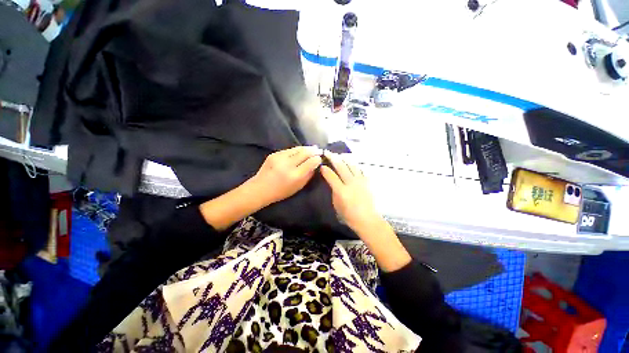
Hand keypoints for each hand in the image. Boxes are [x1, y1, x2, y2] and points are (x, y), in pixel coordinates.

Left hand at [251, 146, 322, 205]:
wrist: (260, 188)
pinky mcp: (274, 154)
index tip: (320, 158)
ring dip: (306, 148)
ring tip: (312, 148)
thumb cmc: (281, 191)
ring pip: (297, 149)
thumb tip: (315, 165)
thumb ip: (308, 175)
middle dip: (313, 150)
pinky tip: (301, 151)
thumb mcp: (298, 187)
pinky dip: (297, 150)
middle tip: (319, 150)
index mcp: (295, 175)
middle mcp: (288, 164)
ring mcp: (280, 157)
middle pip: (305, 152)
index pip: (310, 162)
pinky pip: (289, 150)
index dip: (317, 159)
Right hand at [320, 151, 380, 232]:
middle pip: (341, 166)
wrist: (367, 219)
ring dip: (344, 158)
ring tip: (339, 155)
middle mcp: (351, 183)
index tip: (322, 166)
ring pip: (351, 165)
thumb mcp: (336, 205)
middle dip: (333, 158)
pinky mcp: (367, 181)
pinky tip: (351, 162)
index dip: (325, 170)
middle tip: (328, 153)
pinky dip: (354, 164)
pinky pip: (360, 169)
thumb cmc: (349, 215)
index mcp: (341, 191)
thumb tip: (332, 182)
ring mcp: (360, 181)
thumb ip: (334, 191)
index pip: (331, 176)